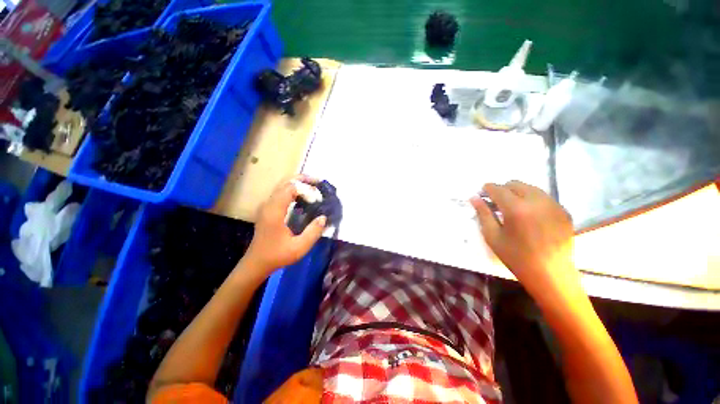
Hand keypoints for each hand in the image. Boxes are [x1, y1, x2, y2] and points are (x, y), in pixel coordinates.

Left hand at [245, 175, 326, 272]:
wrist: (256, 263)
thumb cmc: (277, 255)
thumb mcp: (299, 247)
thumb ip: (313, 232)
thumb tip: (324, 217)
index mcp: (274, 211)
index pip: (290, 188)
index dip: (306, 189)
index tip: (317, 198)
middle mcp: (269, 204)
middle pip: (285, 182)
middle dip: (303, 179)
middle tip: (319, 182)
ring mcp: (267, 205)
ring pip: (283, 185)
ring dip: (299, 183)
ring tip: (314, 187)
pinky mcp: (268, 208)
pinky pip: (282, 192)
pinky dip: (294, 189)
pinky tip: (304, 196)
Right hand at [470, 181, 575, 294]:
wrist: (551, 274)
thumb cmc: (516, 257)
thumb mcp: (493, 236)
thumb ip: (483, 214)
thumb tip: (474, 198)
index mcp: (516, 208)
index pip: (498, 189)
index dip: (487, 188)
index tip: (482, 192)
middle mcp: (536, 201)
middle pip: (515, 184)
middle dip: (503, 189)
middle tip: (496, 201)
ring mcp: (553, 205)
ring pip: (531, 188)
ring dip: (518, 192)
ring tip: (512, 207)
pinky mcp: (564, 211)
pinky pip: (544, 197)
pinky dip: (532, 200)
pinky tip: (529, 214)